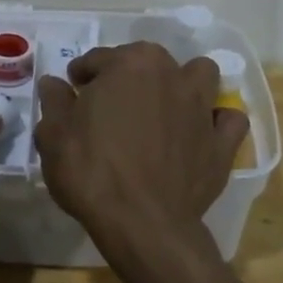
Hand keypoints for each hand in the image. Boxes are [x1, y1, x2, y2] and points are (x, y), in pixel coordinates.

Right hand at [34, 42, 248, 243]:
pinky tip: (200, 135)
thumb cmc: (92, 171)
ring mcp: (201, 107)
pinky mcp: (222, 142)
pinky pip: (228, 121)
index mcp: (130, 64)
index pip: (98, 59)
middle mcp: (171, 74)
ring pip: (201, 76)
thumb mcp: (54, 135)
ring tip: (165, 107)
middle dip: (130, 75)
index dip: (82, 76)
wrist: (142, 222)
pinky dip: (216, 123)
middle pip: (149, 61)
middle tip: (112, 104)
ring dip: (184, 84)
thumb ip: (55, 101)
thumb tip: (54, 83)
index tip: (74, 91)